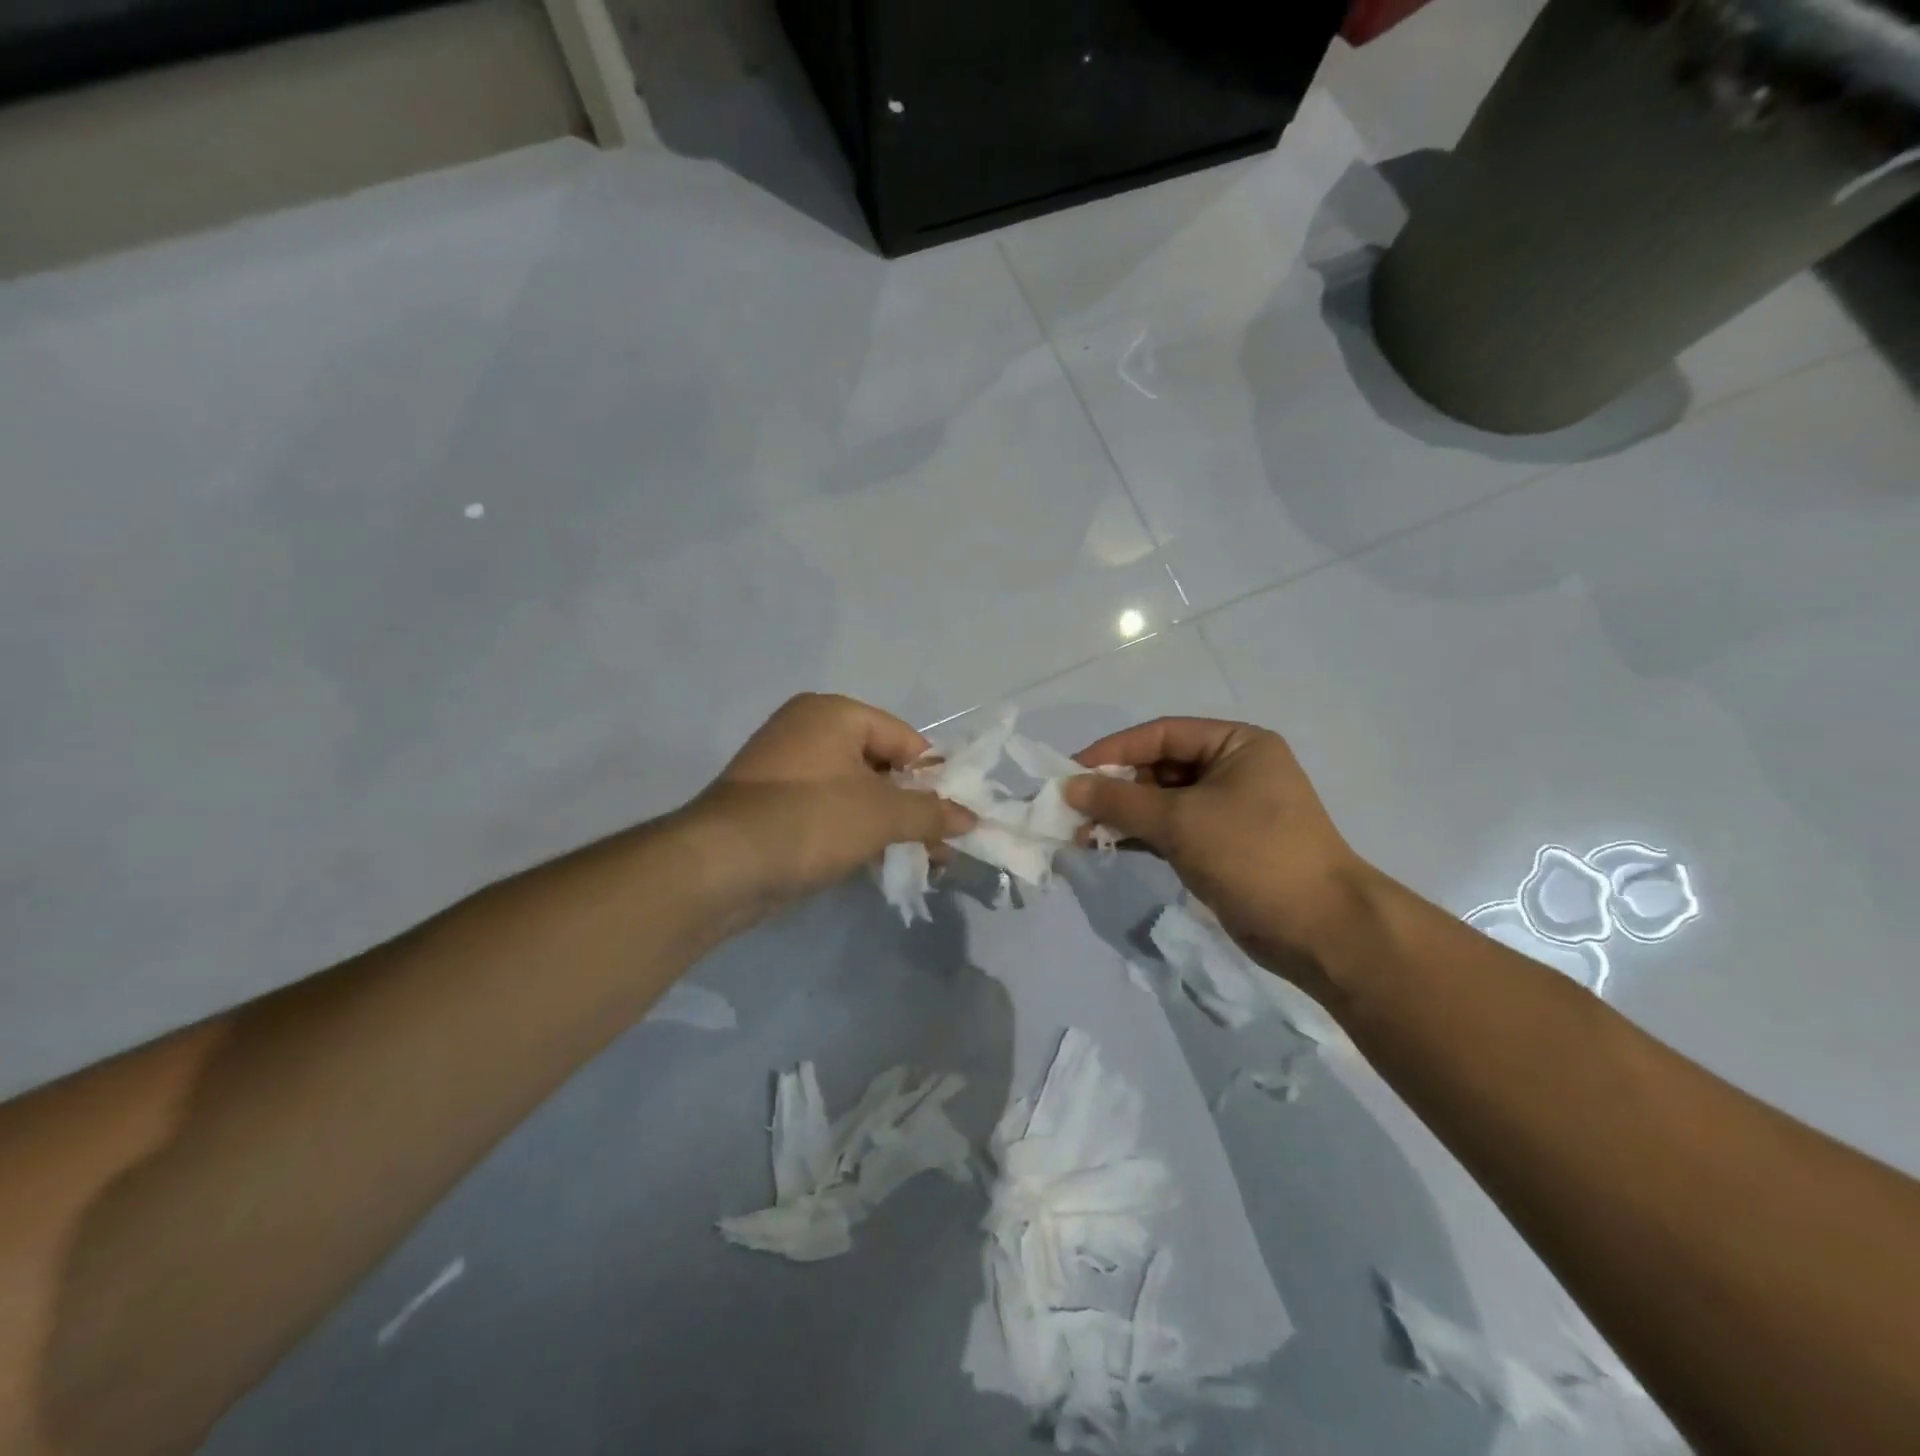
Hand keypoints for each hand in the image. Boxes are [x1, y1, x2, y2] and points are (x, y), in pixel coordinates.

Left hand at [683, 694, 973, 924]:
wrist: (720, 866)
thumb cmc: (810, 821)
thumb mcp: (882, 815)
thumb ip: (931, 812)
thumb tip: (971, 819)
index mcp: (834, 714)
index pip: (904, 739)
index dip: (935, 777)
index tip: (956, 816)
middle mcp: (808, 731)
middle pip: (881, 765)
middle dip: (914, 807)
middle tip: (942, 844)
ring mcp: (787, 769)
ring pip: (857, 793)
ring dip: (890, 825)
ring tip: (920, 861)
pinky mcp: (774, 806)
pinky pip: (831, 811)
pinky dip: (857, 833)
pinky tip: (881, 864)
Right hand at [1063, 718, 1376, 998]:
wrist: (1320, 930)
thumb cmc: (1254, 855)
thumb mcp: (1181, 821)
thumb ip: (1120, 801)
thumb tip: (1067, 787)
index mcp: (1236, 745)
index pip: (1161, 735)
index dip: (1113, 750)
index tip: (1069, 771)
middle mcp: (1233, 769)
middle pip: (1159, 767)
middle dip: (1114, 788)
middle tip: (1070, 808)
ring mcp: (1227, 810)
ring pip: (1161, 802)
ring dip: (1122, 815)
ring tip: (1080, 832)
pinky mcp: (1220, 846)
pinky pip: (1170, 830)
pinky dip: (1139, 836)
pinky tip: (1105, 845)